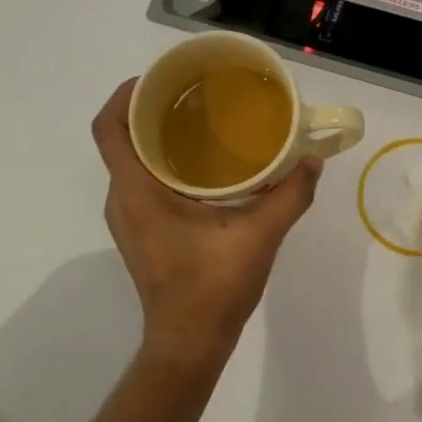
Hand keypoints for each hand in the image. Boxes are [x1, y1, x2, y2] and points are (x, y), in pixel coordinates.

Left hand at [92, 80, 322, 370]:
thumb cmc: (212, 288)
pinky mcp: (142, 231)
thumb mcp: (258, 237)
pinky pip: (144, 180)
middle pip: (121, 138)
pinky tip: (206, 164)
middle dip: (151, 108)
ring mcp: (129, 217)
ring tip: (202, 119)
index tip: (161, 77)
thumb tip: (312, 160)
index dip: (126, 94)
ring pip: (132, 160)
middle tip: (194, 92)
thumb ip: (289, 196)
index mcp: (136, 192)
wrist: (189, 343)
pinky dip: (166, 161)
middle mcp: (123, 199)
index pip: (109, 128)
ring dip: (158, 135)